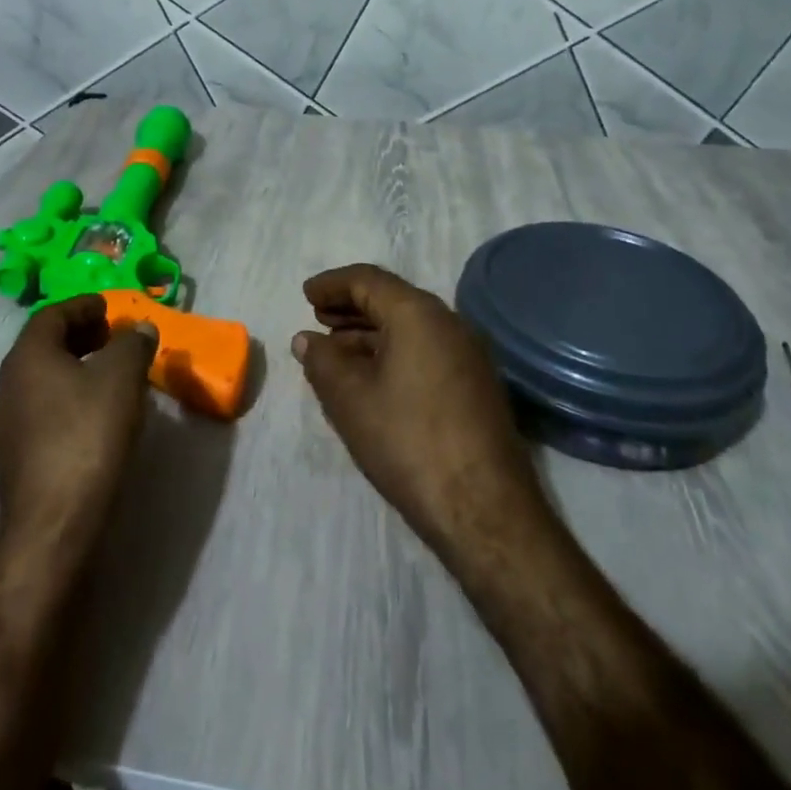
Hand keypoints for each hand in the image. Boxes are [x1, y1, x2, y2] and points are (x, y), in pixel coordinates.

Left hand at [0, 296, 157, 552]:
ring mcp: (6, 425)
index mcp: (27, 356)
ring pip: (42, 380)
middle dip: (79, 336)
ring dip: (74, 369)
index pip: (52, 315)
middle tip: (112, 338)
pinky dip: (68, 399)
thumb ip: (132, 344)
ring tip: (109, 375)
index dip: (83, 306)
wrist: (53, 525)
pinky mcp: (14, 458)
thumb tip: (139, 328)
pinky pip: (42, 411)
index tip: (110, 308)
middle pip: (43, 346)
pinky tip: (94, 415)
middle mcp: (7, 385)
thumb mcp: (122, 377)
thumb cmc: (87, 435)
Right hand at [292, 265, 547, 559]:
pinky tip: (372, 377)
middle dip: (351, 306)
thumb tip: (306, 339)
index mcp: (418, 313)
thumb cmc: (408, 441)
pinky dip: (393, 351)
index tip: (306, 295)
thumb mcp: (351, 400)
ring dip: (370, 332)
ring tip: (336, 349)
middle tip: (318, 318)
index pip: (368, 280)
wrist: (484, 509)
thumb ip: (322, 361)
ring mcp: (468, 354)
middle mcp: (449, 322)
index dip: (332, 284)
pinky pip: (426, 349)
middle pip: (392, 299)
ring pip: (410, 327)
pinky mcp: (476, 384)